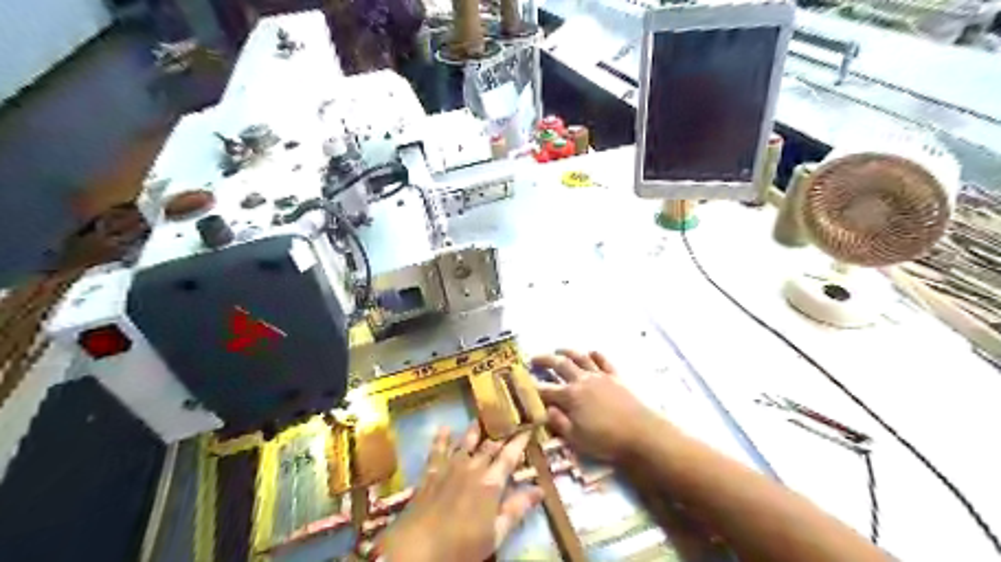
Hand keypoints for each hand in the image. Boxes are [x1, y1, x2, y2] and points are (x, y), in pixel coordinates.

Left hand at [377, 425, 546, 558]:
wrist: (416, 549)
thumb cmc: (461, 547)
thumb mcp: (495, 534)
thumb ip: (516, 510)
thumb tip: (539, 489)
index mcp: (490, 483)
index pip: (509, 456)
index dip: (520, 441)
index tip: (528, 428)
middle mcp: (472, 468)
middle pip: (488, 447)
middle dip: (500, 435)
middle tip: (508, 423)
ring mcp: (449, 468)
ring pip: (465, 443)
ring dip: (474, 431)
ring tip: (480, 420)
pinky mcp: (430, 473)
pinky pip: (437, 450)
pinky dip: (441, 438)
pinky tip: (444, 428)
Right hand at [532, 348, 661, 462]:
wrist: (641, 434)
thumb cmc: (606, 441)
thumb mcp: (576, 439)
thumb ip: (559, 423)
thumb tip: (546, 410)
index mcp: (570, 397)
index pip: (545, 389)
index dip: (531, 386)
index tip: (521, 382)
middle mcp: (582, 381)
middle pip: (560, 365)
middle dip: (544, 360)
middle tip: (533, 358)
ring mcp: (600, 376)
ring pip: (580, 358)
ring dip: (567, 352)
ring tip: (558, 350)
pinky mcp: (616, 377)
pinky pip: (603, 361)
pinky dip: (595, 355)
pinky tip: (591, 352)